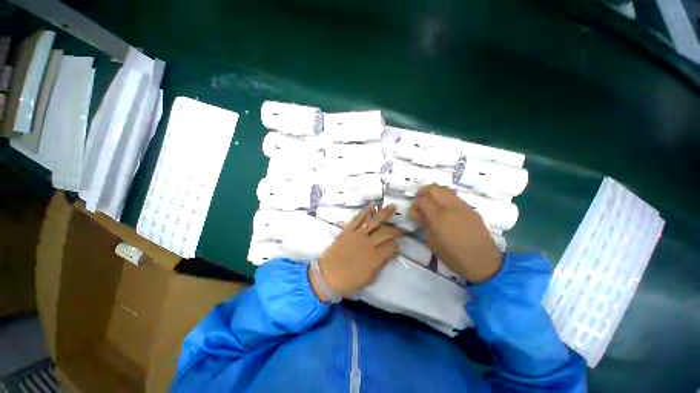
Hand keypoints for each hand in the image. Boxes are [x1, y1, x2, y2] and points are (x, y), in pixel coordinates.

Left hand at [313, 204, 403, 299]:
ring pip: (374, 221)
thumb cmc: (349, 281)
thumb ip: (381, 264)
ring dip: (384, 213)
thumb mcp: (369, 278)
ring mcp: (358, 235)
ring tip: (393, 207)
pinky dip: (365, 211)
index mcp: (375, 257)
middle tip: (401, 228)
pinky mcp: (348, 230)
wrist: (327, 276)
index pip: (392, 247)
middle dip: (395, 230)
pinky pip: (358, 218)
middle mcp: (369, 243)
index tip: (397, 246)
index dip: (396, 246)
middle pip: (386, 232)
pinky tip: (372, 205)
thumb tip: (391, 254)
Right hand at [410, 185, 501, 282]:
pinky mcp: (471, 209)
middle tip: (420, 203)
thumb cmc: (453, 256)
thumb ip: (424, 223)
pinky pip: (455, 197)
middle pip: (433, 188)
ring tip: (432, 204)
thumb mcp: (432, 242)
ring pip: (445, 189)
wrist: (483, 262)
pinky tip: (445, 210)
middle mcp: (451, 207)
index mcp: (439, 217)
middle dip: (423, 192)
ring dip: (435, 193)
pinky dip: (446, 198)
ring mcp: (463, 206)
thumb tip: (418, 214)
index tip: (414, 214)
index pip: (422, 199)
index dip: (415, 204)